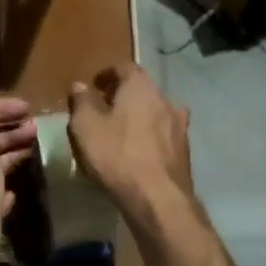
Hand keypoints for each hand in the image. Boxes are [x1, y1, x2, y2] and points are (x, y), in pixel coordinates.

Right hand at [68, 64, 192, 210]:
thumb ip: (81, 101)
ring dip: (140, 115)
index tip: (93, 86)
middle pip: (141, 88)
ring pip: (155, 111)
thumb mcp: (86, 126)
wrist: (158, 198)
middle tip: (104, 108)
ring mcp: (178, 124)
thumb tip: (80, 85)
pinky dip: (152, 135)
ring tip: (122, 130)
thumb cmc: (117, 155)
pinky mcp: (184, 149)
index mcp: (140, 86)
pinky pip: (164, 134)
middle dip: (123, 95)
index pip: (124, 67)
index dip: (107, 74)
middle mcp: (164, 98)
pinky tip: (143, 149)